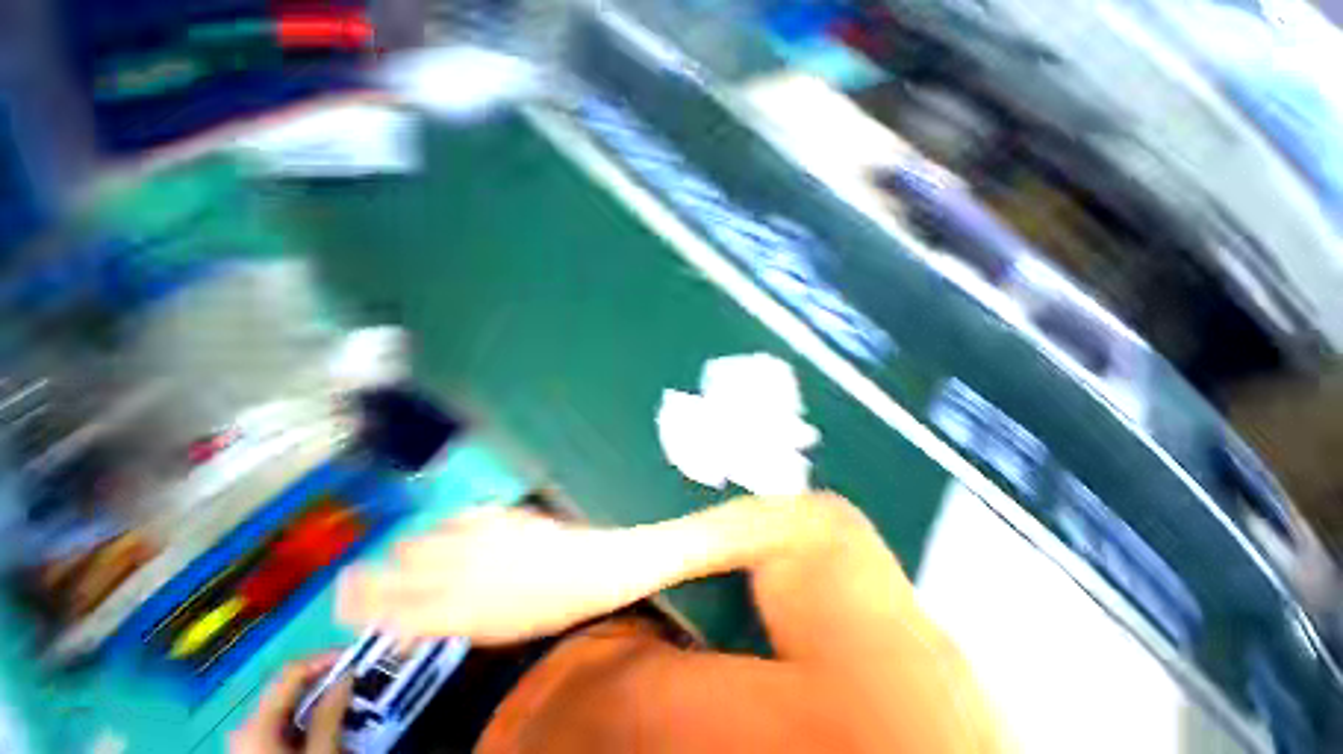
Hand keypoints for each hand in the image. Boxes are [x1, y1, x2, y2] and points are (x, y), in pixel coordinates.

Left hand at [231, 654, 352, 753]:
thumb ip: (330, 715)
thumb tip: (347, 675)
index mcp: (256, 722)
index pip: (292, 671)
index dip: (325, 659)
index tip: (357, 657)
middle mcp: (246, 726)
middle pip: (288, 690)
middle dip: (325, 684)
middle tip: (358, 682)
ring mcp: (248, 741)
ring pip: (287, 709)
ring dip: (319, 704)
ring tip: (349, 706)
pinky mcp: (255, 753)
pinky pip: (282, 726)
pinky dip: (308, 722)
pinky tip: (329, 730)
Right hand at [337, 506, 623, 644]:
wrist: (587, 569)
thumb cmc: (545, 611)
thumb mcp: (490, 632)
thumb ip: (444, 623)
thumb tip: (407, 623)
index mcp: (452, 610)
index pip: (383, 606)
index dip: (356, 601)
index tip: (342, 597)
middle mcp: (457, 570)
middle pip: (394, 564)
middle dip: (380, 573)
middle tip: (379, 577)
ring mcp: (477, 537)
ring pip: (420, 536)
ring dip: (414, 549)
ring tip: (424, 557)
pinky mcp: (496, 514)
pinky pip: (455, 517)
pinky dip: (447, 527)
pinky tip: (457, 534)